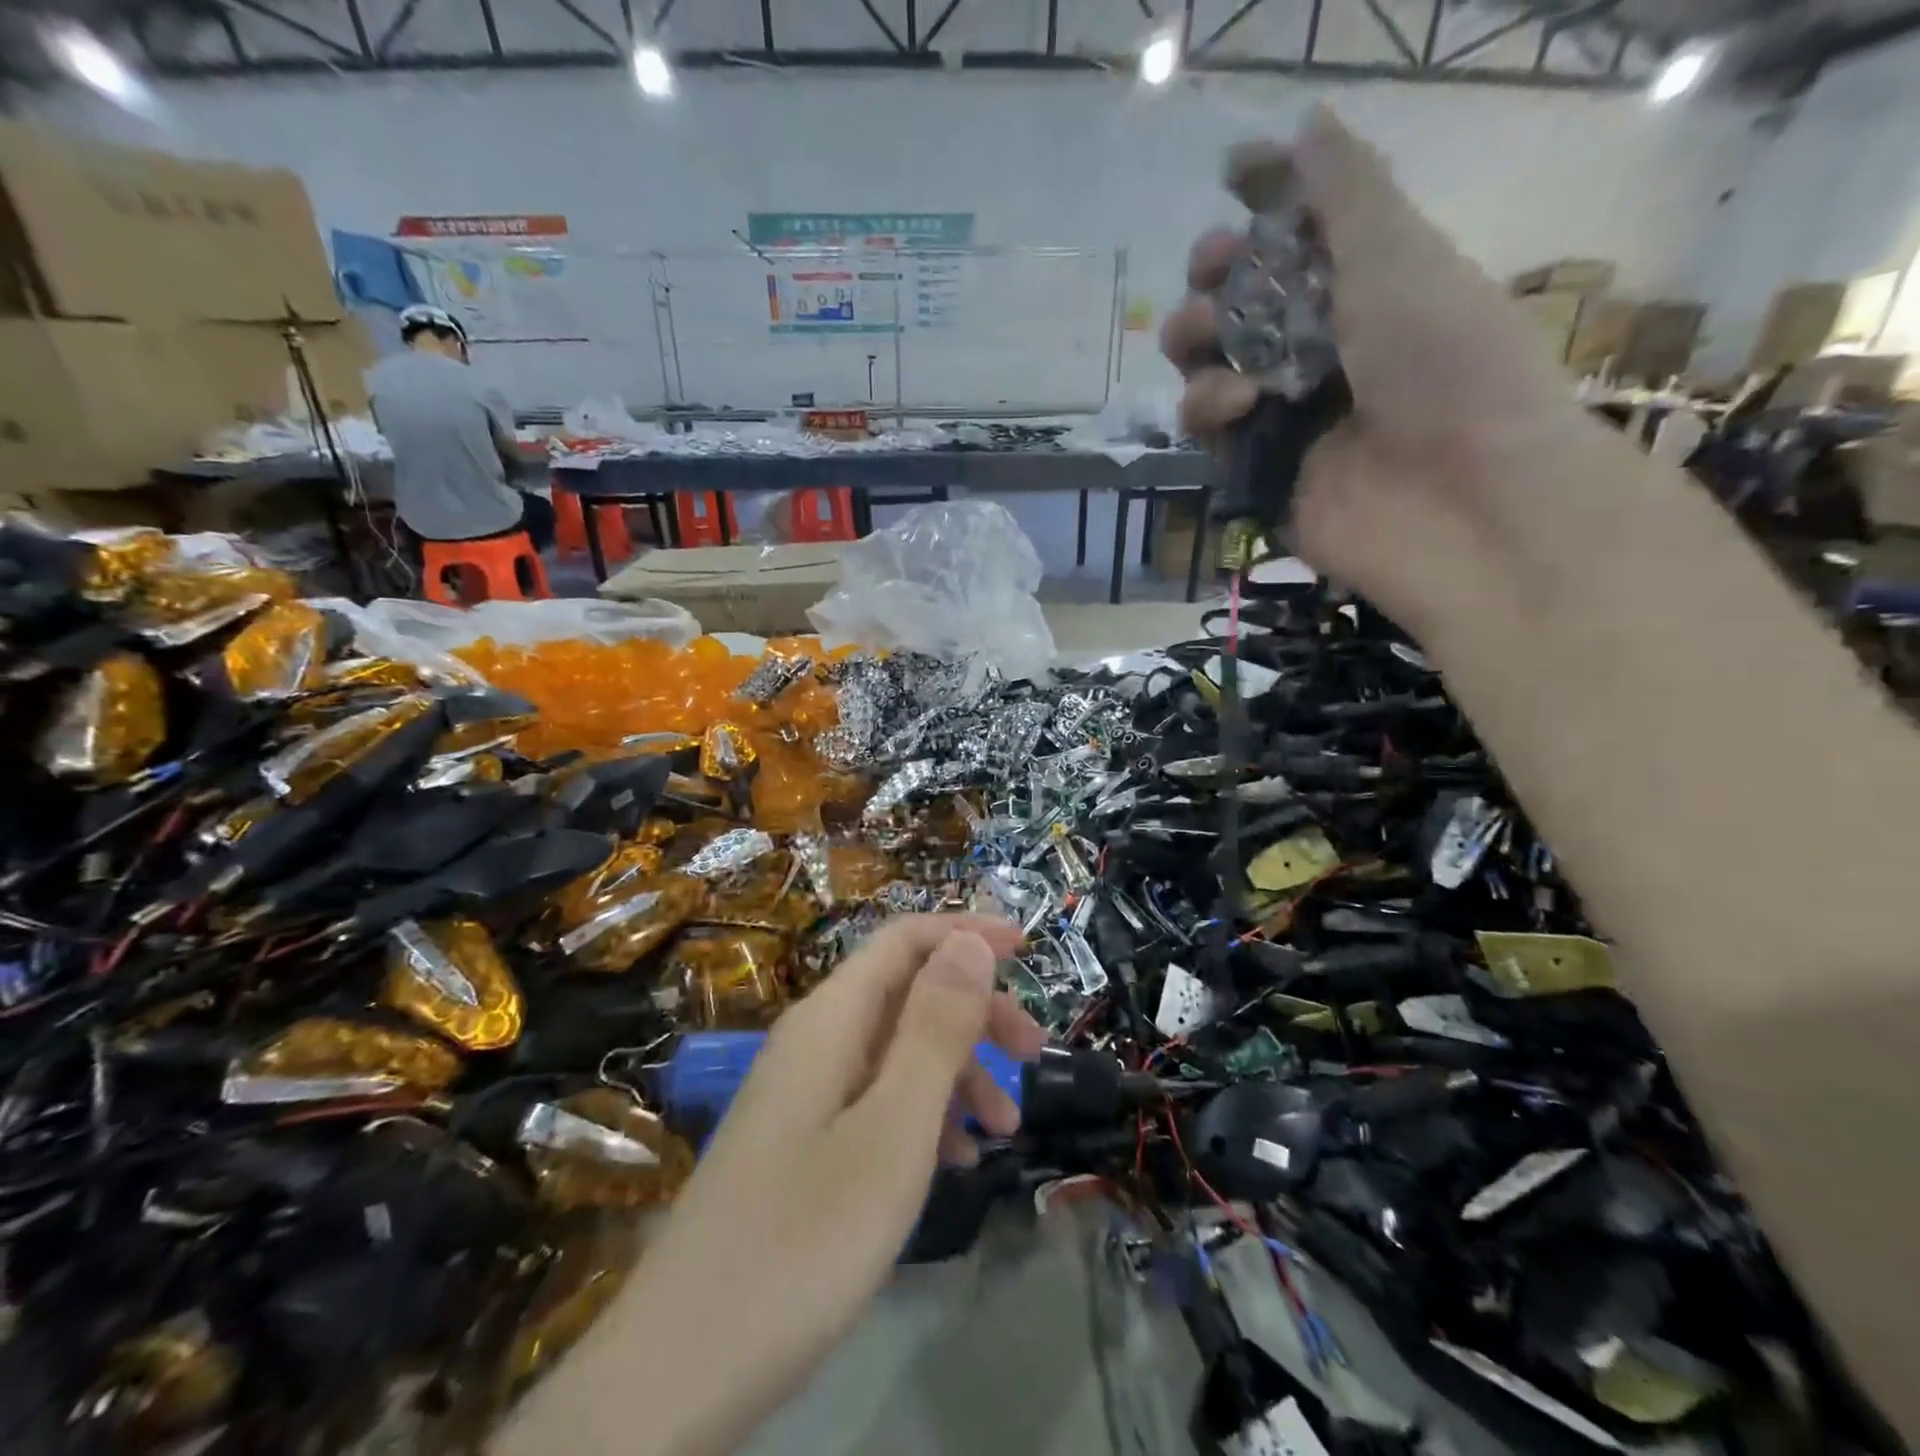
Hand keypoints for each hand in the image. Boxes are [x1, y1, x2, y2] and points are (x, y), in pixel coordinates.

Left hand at [502, 914, 1042, 1455]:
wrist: (679, 1371)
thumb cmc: (805, 1238)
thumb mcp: (893, 1128)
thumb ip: (935, 1027)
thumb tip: (968, 940)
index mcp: (830, 1019)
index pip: (904, 940)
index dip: (966, 933)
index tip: (1028, 951)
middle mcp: (814, 1041)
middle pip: (906, 992)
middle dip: (975, 1011)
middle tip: (1033, 1053)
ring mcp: (803, 1094)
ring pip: (895, 1051)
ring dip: (957, 1072)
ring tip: (1007, 1130)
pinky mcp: (800, 1143)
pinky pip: (875, 1101)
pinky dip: (924, 1115)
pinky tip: (956, 1163)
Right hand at [1160, 106, 1602, 637]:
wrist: (1461, 498)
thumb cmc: (1445, 361)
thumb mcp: (1399, 255)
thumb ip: (1345, 191)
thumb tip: (1305, 124)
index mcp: (1361, 288)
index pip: (1292, 238)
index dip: (1260, 208)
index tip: (1232, 180)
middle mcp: (1317, 349)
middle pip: (1236, 305)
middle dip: (1213, 283)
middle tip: (1212, 277)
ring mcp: (1283, 415)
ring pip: (1208, 368)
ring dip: (1201, 347)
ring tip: (1216, 349)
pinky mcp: (1256, 472)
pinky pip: (1208, 432)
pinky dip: (1213, 410)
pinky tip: (1242, 407)